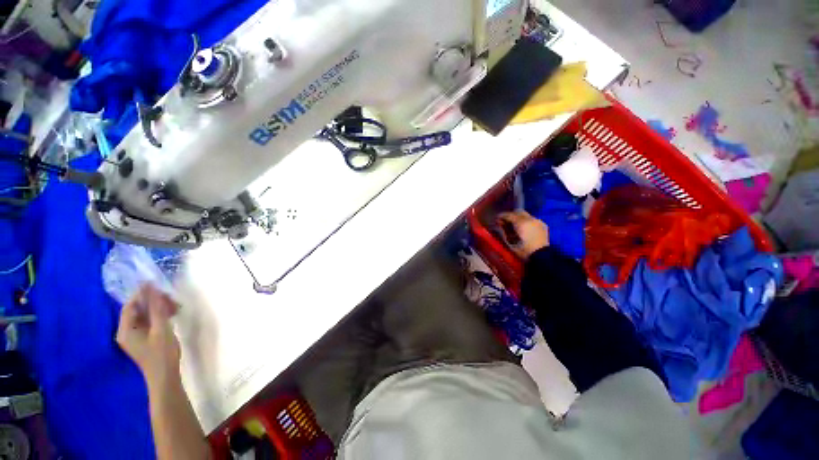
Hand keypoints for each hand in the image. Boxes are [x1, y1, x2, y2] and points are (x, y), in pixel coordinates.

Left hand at [116, 284, 180, 386]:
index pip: (130, 306)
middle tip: (171, 297)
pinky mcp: (144, 338)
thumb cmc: (161, 353)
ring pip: (145, 315)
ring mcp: (135, 336)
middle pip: (137, 310)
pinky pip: (149, 321)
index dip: (142, 294)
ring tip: (175, 306)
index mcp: (125, 330)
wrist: (165, 376)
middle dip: (153, 301)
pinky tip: (172, 314)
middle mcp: (126, 331)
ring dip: (158, 308)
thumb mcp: (161, 329)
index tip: (157, 284)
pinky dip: (159, 315)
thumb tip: (153, 289)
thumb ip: (156, 309)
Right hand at [497, 211, 549, 259]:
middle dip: (511, 215)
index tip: (497, 218)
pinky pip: (532, 220)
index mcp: (522, 223)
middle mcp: (531, 219)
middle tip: (505, 220)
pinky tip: (523, 228)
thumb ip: (504, 230)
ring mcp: (538, 222)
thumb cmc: (523, 250)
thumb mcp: (510, 241)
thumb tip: (499, 223)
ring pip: (526, 215)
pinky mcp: (543, 226)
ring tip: (513, 225)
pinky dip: (526, 222)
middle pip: (518, 212)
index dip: (502, 216)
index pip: (510, 215)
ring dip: (518, 218)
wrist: (540, 256)